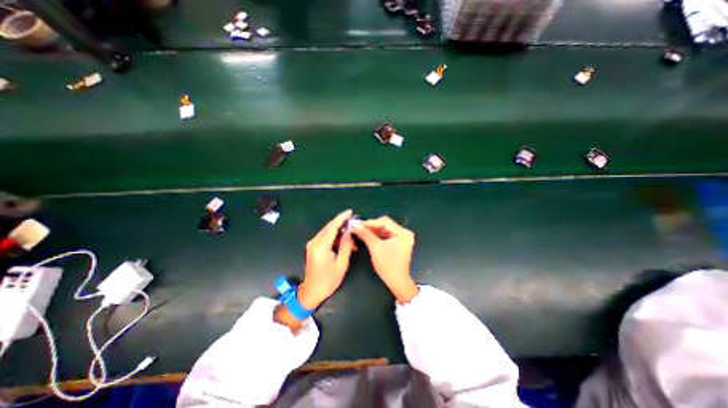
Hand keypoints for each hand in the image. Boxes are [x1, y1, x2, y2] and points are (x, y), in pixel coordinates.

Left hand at [296, 211, 357, 309]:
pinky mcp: (313, 247)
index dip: (342, 218)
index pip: (332, 226)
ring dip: (339, 232)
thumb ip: (345, 245)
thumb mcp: (341, 263)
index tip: (350, 212)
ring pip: (327, 231)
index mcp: (321, 245)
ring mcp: (312, 244)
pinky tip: (343, 242)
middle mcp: (315, 241)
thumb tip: (349, 232)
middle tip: (354, 224)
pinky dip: (334, 237)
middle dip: (342, 224)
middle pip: (329, 227)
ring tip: (351, 237)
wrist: (311, 291)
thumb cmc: (328, 280)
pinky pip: (325, 237)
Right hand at [350, 217, 418, 301]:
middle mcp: (404, 233)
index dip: (369, 222)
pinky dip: (377, 236)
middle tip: (357, 227)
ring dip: (372, 231)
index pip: (384, 221)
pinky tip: (367, 236)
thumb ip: (365, 234)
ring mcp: (402, 239)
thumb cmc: (388, 265)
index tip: (357, 223)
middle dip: (370, 226)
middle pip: (385, 225)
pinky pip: (386, 236)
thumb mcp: (375, 248)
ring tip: (360, 231)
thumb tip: (354, 223)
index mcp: (402, 232)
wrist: (397, 283)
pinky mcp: (398, 244)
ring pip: (384, 230)